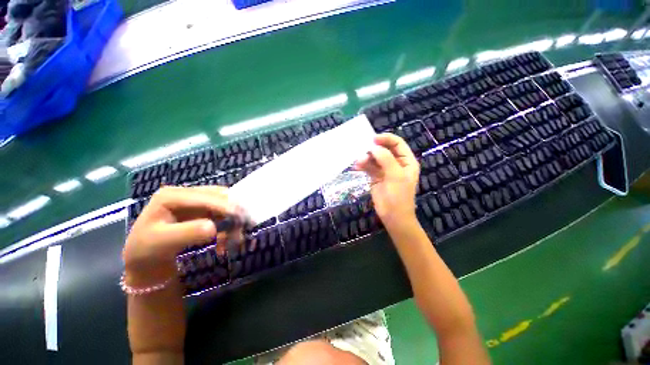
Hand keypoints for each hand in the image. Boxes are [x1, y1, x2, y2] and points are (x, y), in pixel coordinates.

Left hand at [123, 186, 237, 285]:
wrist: (145, 260)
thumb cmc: (147, 250)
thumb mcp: (162, 243)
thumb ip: (187, 233)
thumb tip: (214, 228)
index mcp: (171, 195)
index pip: (204, 196)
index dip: (225, 205)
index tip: (242, 217)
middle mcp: (185, 194)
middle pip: (218, 196)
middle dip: (233, 211)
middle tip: (244, 227)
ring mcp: (195, 202)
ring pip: (224, 204)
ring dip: (232, 220)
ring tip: (235, 238)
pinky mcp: (202, 211)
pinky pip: (222, 214)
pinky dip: (228, 226)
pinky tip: (225, 240)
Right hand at [354, 133, 419, 227]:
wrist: (392, 216)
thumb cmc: (399, 196)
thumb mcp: (396, 176)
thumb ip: (386, 159)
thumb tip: (374, 148)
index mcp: (406, 161)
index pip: (397, 144)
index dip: (386, 139)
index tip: (373, 139)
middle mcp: (396, 163)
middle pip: (384, 149)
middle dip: (374, 149)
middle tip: (363, 150)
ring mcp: (384, 170)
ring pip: (374, 158)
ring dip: (366, 158)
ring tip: (359, 161)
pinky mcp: (375, 176)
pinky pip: (368, 167)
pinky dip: (363, 165)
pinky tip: (357, 166)